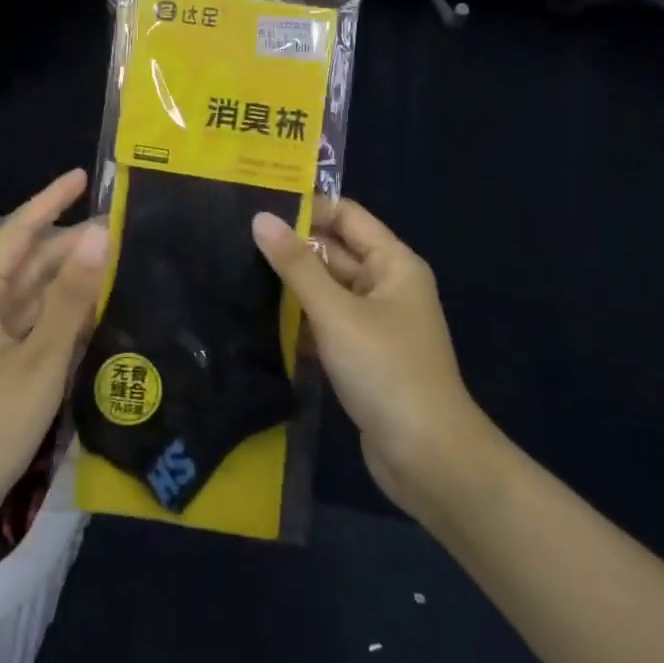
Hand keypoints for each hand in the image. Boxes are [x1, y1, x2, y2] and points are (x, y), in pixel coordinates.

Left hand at [0, 169, 108, 567]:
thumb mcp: (38, 359)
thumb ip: (70, 299)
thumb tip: (98, 235)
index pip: (18, 232)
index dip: (49, 200)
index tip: (83, 177)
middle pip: (30, 264)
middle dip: (71, 244)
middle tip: (121, 229)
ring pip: (36, 297)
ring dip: (72, 281)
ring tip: (119, 264)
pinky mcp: (0, 372)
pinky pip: (38, 329)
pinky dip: (67, 317)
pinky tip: (99, 315)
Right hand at [252, 199, 489, 518]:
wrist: (428, 459)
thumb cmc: (387, 371)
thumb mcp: (336, 312)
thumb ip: (296, 264)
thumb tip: (260, 218)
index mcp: (393, 264)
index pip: (345, 216)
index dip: (306, 206)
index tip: (256, 203)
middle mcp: (386, 285)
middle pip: (333, 251)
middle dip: (290, 246)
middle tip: (234, 238)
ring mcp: (374, 323)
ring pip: (325, 289)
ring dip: (290, 285)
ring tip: (235, 270)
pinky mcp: (361, 356)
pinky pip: (324, 323)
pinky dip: (298, 319)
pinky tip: (256, 316)